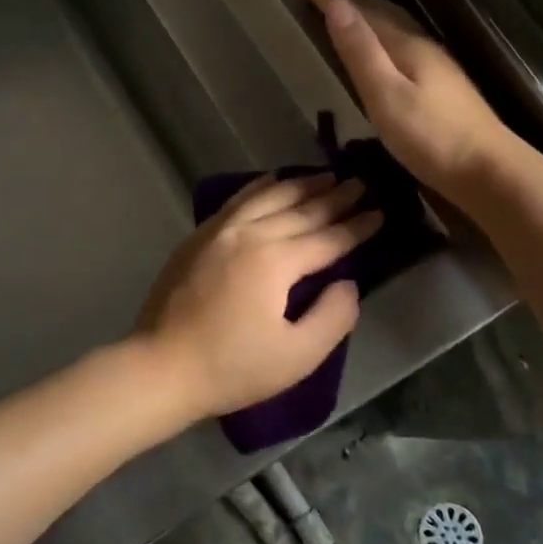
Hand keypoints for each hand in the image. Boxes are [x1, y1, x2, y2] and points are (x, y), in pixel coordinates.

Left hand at [136, 173, 381, 421]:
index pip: (328, 238)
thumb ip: (333, 316)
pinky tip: (272, 179)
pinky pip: (238, 200)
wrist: (162, 366)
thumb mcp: (297, 356)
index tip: (380, 212)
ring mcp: (220, 230)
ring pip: (269, 196)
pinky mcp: (199, 236)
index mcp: (276, 261)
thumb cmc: (232, 368)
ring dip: (301, 185)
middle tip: (361, 183)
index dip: (357, 227)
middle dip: (335, 197)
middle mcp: (250, 234)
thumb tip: (347, 282)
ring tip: (326, 175)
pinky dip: (260, 186)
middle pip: (301, 210)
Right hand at [299, 0, 513, 196]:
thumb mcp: (386, 95)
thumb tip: (337, 6)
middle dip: (348, 0)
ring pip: (394, 29)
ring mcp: (437, 66)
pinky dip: (381, 38)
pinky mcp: (442, 87)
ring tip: (343, 15)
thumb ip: (361, 52)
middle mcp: (423, 47)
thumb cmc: (431, 137)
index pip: (361, 11)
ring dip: (366, 17)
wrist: (489, 171)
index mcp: (406, 46)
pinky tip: (381, 53)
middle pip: (381, 13)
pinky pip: (402, 46)